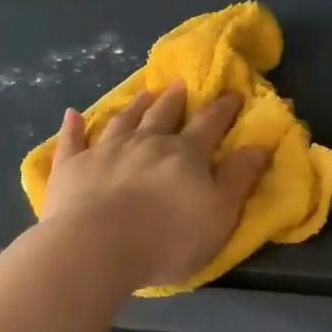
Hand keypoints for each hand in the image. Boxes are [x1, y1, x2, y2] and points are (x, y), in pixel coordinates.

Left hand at [41, 83, 270, 292]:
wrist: (97, 247)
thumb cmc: (167, 238)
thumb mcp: (219, 214)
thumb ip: (238, 178)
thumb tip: (260, 144)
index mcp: (184, 154)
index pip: (209, 125)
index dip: (223, 109)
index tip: (233, 94)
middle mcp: (145, 143)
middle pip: (163, 115)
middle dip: (175, 99)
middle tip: (181, 84)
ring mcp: (105, 151)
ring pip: (123, 121)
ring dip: (135, 105)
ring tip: (143, 93)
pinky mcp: (72, 167)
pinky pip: (72, 141)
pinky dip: (73, 127)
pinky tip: (72, 114)